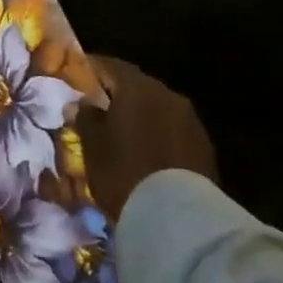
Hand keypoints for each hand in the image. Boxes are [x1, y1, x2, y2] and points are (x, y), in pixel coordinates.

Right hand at [73, 56, 216, 222]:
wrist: (177, 217)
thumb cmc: (124, 172)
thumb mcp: (92, 146)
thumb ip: (86, 118)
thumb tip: (83, 103)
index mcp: (138, 88)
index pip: (111, 65)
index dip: (93, 68)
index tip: (78, 74)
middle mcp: (167, 95)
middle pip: (137, 86)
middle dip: (117, 94)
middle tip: (98, 106)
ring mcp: (190, 120)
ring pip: (157, 108)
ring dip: (140, 115)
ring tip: (122, 132)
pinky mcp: (204, 146)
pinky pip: (172, 130)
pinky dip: (157, 133)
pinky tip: (146, 151)